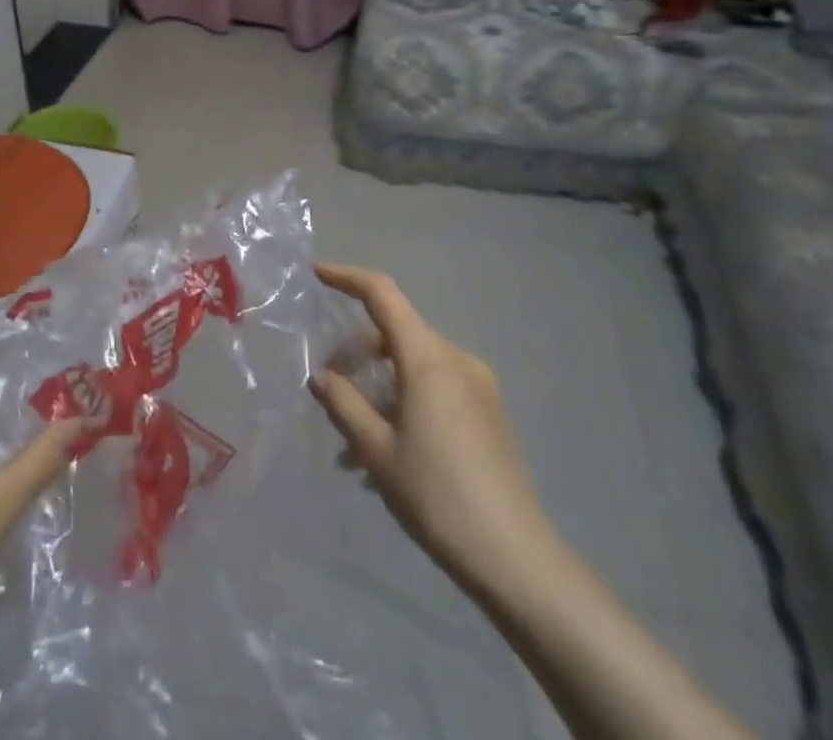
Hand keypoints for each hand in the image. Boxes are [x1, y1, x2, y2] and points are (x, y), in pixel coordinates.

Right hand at [310, 264, 556, 598]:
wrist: (516, 558)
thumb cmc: (438, 496)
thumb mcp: (378, 451)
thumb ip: (344, 404)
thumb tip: (322, 375)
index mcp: (428, 358)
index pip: (383, 295)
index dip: (347, 277)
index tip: (316, 274)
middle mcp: (456, 359)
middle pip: (397, 333)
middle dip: (359, 351)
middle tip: (330, 384)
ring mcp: (478, 385)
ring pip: (415, 365)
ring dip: (381, 384)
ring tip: (355, 438)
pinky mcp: (489, 412)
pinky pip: (437, 387)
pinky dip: (406, 400)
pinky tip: (391, 449)